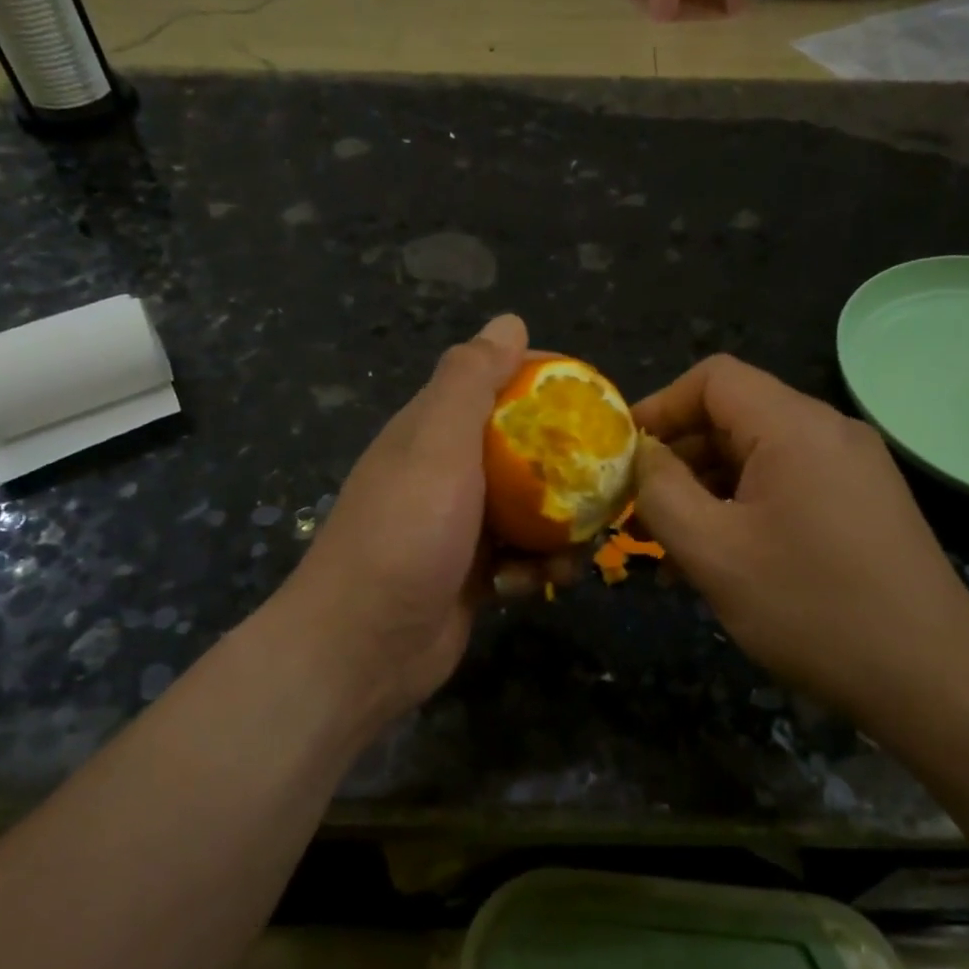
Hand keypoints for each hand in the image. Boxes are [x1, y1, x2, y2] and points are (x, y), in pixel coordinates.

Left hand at [275, 314, 565, 722]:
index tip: (594, 401)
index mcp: (435, 430)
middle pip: (525, 450)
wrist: (363, 648)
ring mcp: (461, 526)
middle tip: (606, 482)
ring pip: (532, 508)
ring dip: (559, 528)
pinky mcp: (474, 573)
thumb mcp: (437, 446)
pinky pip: (522, 556)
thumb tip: (509, 320)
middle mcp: (449, 471)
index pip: (498, 384)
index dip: (546, 384)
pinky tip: (529, 585)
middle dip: (567, 467)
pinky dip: (534, 569)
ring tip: (572, 550)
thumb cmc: (404, 535)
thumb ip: (470, 381)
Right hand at [632, 355, 968, 721]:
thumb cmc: (812, 609)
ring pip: (759, 459)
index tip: (624, 457)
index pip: (713, 378)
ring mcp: (853, 468)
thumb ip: (661, 492)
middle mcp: (829, 432)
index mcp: (795, 426)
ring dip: (707, 493)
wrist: (934, 680)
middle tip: (639, 515)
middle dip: (679, 461)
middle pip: (734, 418)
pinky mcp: (864, 504)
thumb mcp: (714, 552)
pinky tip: (722, 563)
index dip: (660, 407)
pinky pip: (788, 487)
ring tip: (672, 551)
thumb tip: (642, 454)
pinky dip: (745, 510)